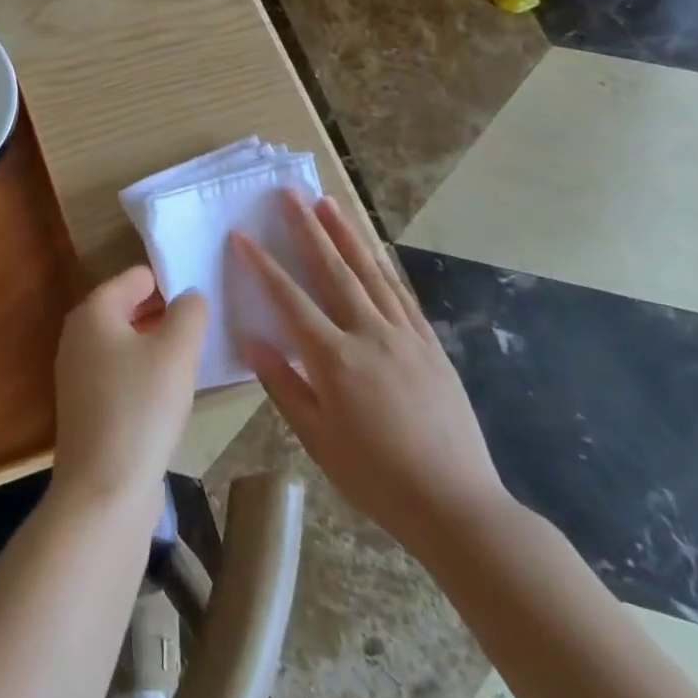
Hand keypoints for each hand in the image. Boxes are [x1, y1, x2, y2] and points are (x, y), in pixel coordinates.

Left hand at [52, 267, 205, 511]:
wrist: (104, 490)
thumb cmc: (141, 408)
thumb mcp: (176, 352)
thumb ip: (189, 313)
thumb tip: (189, 295)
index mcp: (93, 311)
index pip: (134, 278)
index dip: (168, 282)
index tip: (201, 296)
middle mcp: (77, 335)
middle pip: (126, 308)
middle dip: (162, 313)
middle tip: (202, 324)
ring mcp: (77, 373)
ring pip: (124, 343)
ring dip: (155, 345)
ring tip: (192, 354)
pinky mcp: (85, 406)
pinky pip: (120, 373)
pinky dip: (143, 372)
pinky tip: (169, 391)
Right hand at [234, 193, 508, 553]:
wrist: (456, 504)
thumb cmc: (376, 477)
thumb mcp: (317, 438)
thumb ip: (284, 384)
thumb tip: (254, 340)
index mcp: (334, 358)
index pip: (288, 298)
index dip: (262, 263)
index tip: (241, 235)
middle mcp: (369, 334)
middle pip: (332, 269)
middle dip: (307, 228)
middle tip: (289, 193)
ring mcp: (404, 336)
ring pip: (370, 272)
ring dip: (346, 234)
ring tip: (328, 203)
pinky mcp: (429, 345)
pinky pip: (401, 294)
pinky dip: (382, 266)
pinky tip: (372, 250)